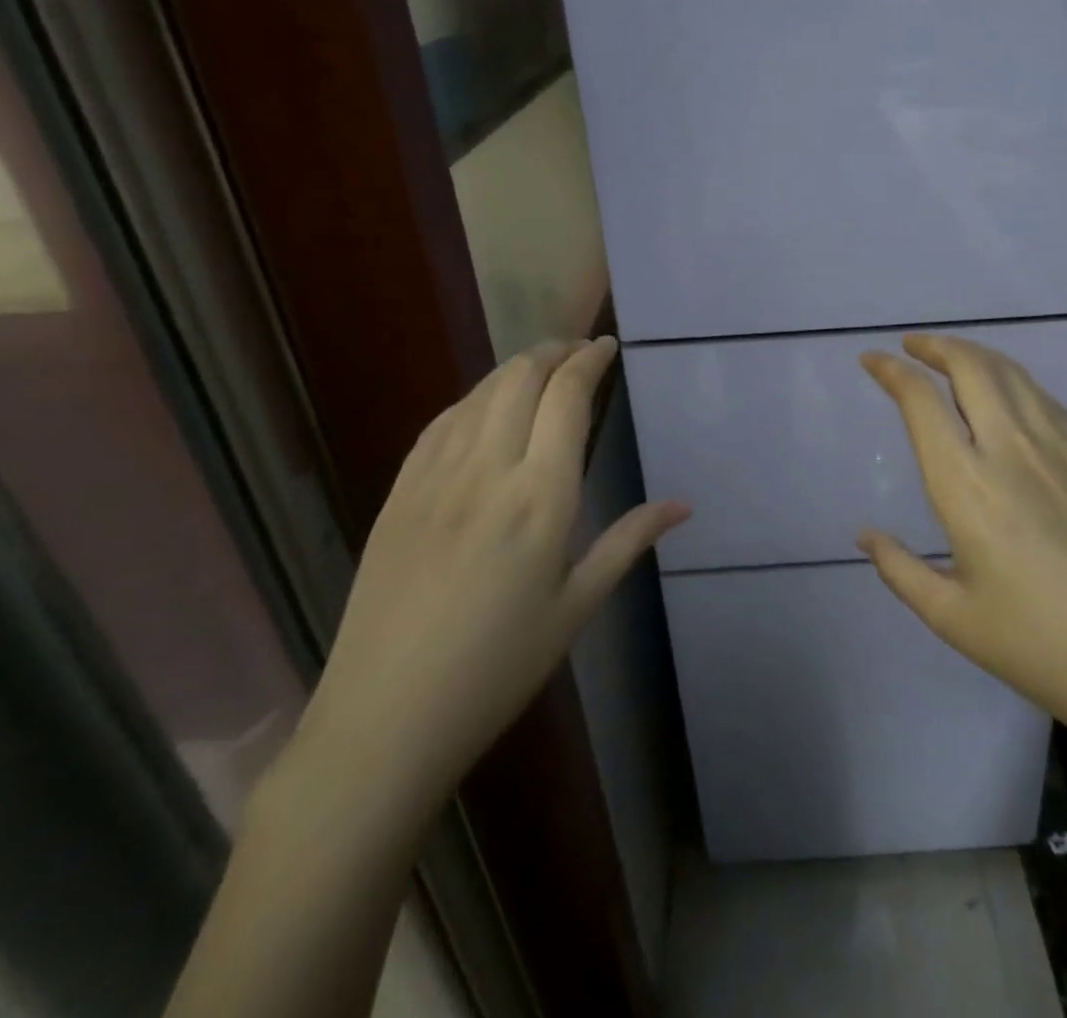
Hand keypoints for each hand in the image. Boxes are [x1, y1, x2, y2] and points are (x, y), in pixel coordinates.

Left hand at [291, 337, 688, 823]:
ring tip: (540, 369)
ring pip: (479, 392)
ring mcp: (435, 477)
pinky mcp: (398, 493)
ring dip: (515, 368)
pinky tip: (483, 407)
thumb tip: (682, 505)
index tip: (606, 347)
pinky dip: (473, 398)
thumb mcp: (576, 608)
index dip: (589, 361)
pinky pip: (440, 422)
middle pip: (521, 378)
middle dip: (554, 351)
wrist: (384, 718)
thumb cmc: (498, 669)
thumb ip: (627, 543)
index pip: (567, 398)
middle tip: (578, 351)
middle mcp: (487, 470)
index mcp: (540, 497)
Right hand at [858, 334, 1066, 779]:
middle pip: (970, 367)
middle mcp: (1013, 449)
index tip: (873, 359)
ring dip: (976, 355)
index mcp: (968, 485)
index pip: (921, 403)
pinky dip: (1016, 383)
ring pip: (1013, 375)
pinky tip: (1012, 400)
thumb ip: (901, 571)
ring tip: (955, 358)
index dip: (892, 372)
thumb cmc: (1044, 650)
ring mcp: (1065, 449)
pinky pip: (1048, 401)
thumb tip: (867, 536)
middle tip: (913, 345)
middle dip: (935, 346)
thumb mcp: (954, 620)